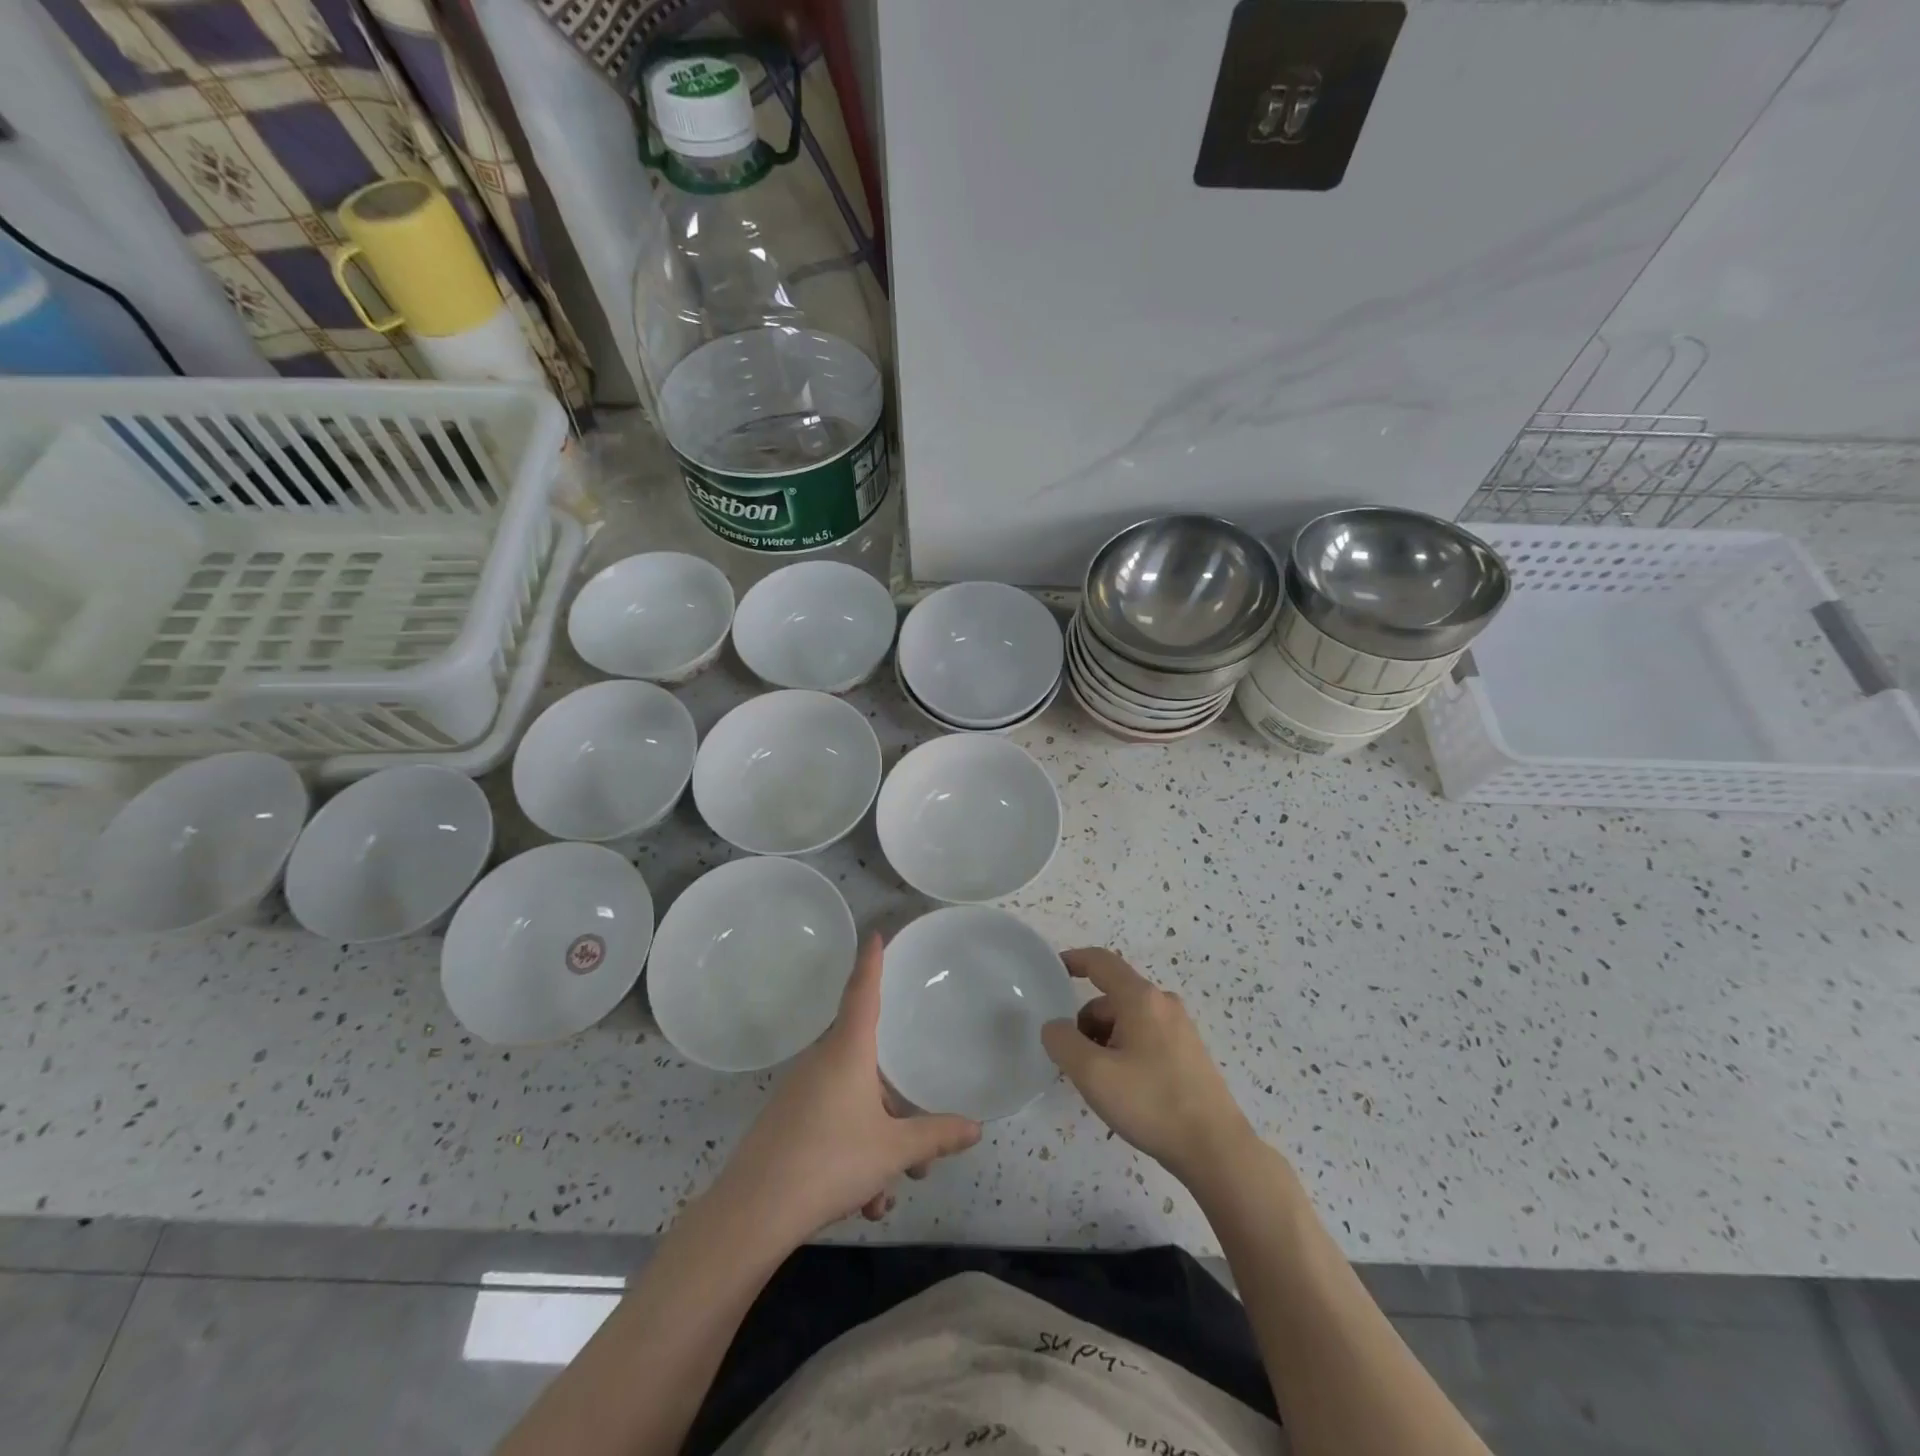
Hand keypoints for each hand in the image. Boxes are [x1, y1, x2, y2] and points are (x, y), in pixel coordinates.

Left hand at [706, 932, 981, 1248]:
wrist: (753, 1212)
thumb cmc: (831, 1161)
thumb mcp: (893, 1151)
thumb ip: (935, 1136)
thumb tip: (975, 1128)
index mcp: (847, 1052)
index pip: (862, 993)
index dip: (871, 964)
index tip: (875, 935)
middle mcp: (821, 1063)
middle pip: (869, 1068)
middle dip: (897, 1111)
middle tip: (920, 1156)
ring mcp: (799, 1094)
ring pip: (853, 1106)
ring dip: (877, 1146)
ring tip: (888, 1194)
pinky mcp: (785, 1124)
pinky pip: (831, 1126)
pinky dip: (851, 1157)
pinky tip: (863, 1204)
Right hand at [1041, 948, 1255, 1184]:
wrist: (1215, 1149)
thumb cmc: (1151, 1103)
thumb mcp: (1093, 1074)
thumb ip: (1063, 1042)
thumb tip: (1055, 1026)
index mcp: (1141, 998)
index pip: (1101, 962)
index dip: (1073, 960)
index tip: (1051, 971)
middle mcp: (1163, 1003)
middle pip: (1111, 998)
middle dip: (1085, 1022)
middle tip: (1073, 1061)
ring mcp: (1180, 1028)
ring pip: (1128, 1020)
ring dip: (1104, 1040)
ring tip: (1099, 1081)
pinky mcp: (1188, 1053)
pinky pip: (1145, 1037)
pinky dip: (1124, 1051)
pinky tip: (1124, 1088)